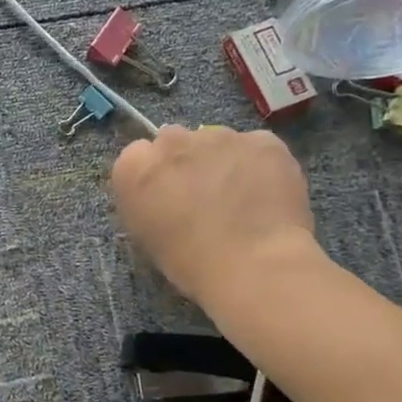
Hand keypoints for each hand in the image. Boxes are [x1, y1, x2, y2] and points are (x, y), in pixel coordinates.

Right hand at [111, 124, 318, 307]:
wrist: (254, 265)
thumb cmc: (190, 262)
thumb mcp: (146, 235)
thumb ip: (147, 201)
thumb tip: (163, 193)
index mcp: (134, 167)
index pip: (137, 155)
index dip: (155, 176)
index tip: (167, 197)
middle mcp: (172, 141)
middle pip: (175, 140)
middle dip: (186, 161)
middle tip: (203, 195)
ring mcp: (219, 136)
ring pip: (218, 141)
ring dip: (223, 161)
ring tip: (242, 198)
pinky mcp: (261, 140)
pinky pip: (256, 148)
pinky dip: (259, 165)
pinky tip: (267, 195)